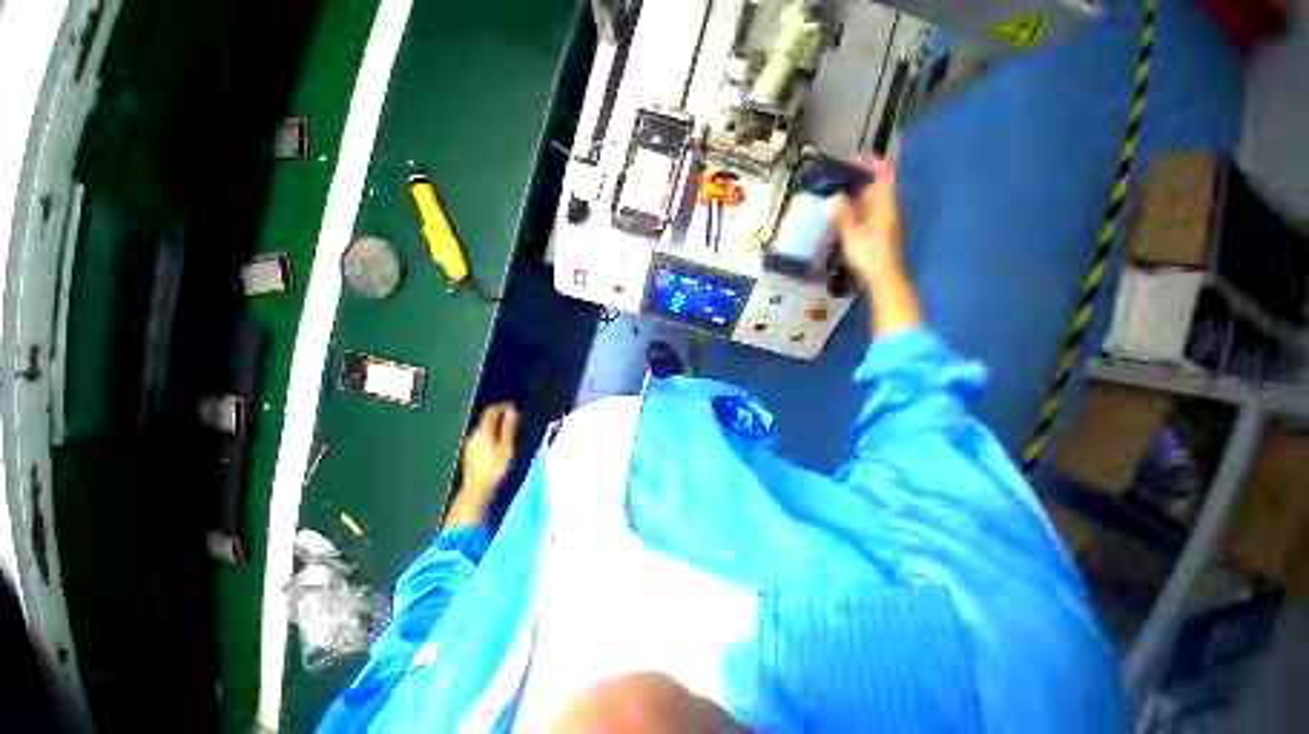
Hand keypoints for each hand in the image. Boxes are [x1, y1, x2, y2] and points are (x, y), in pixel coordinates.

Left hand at [445, 402, 520, 527]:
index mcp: (483, 431)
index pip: (492, 410)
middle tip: (517, 417)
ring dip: (498, 424)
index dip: (505, 406)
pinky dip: (493, 432)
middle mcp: (474, 435)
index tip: (517, 407)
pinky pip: (483, 435)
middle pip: (487, 418)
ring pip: (485, 427)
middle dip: (502, 414)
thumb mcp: (507, 448)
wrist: (476, 492)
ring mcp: (471, 444)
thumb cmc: (495, 470)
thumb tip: (513, 411)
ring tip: (512, 428)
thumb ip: (509, 428)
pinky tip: (501, 441)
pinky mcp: (471, 453)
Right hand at [833, 158, 903, 287]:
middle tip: (838, 179)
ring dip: (856, 196)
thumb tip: (834, 197)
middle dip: (859, 180)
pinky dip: (858, 209)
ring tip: (836, 196)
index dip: (871, 163)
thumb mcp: (852, 234)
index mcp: (885, 204)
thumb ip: (843, 214)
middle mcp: (888, 208)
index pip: (883, 174)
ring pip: (872, 201)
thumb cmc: (870, 254)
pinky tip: (844, 216)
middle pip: (877, 187)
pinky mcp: (881, 231)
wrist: (885, 277)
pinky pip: (869, 213)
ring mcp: (886, 220)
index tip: (854, 159)